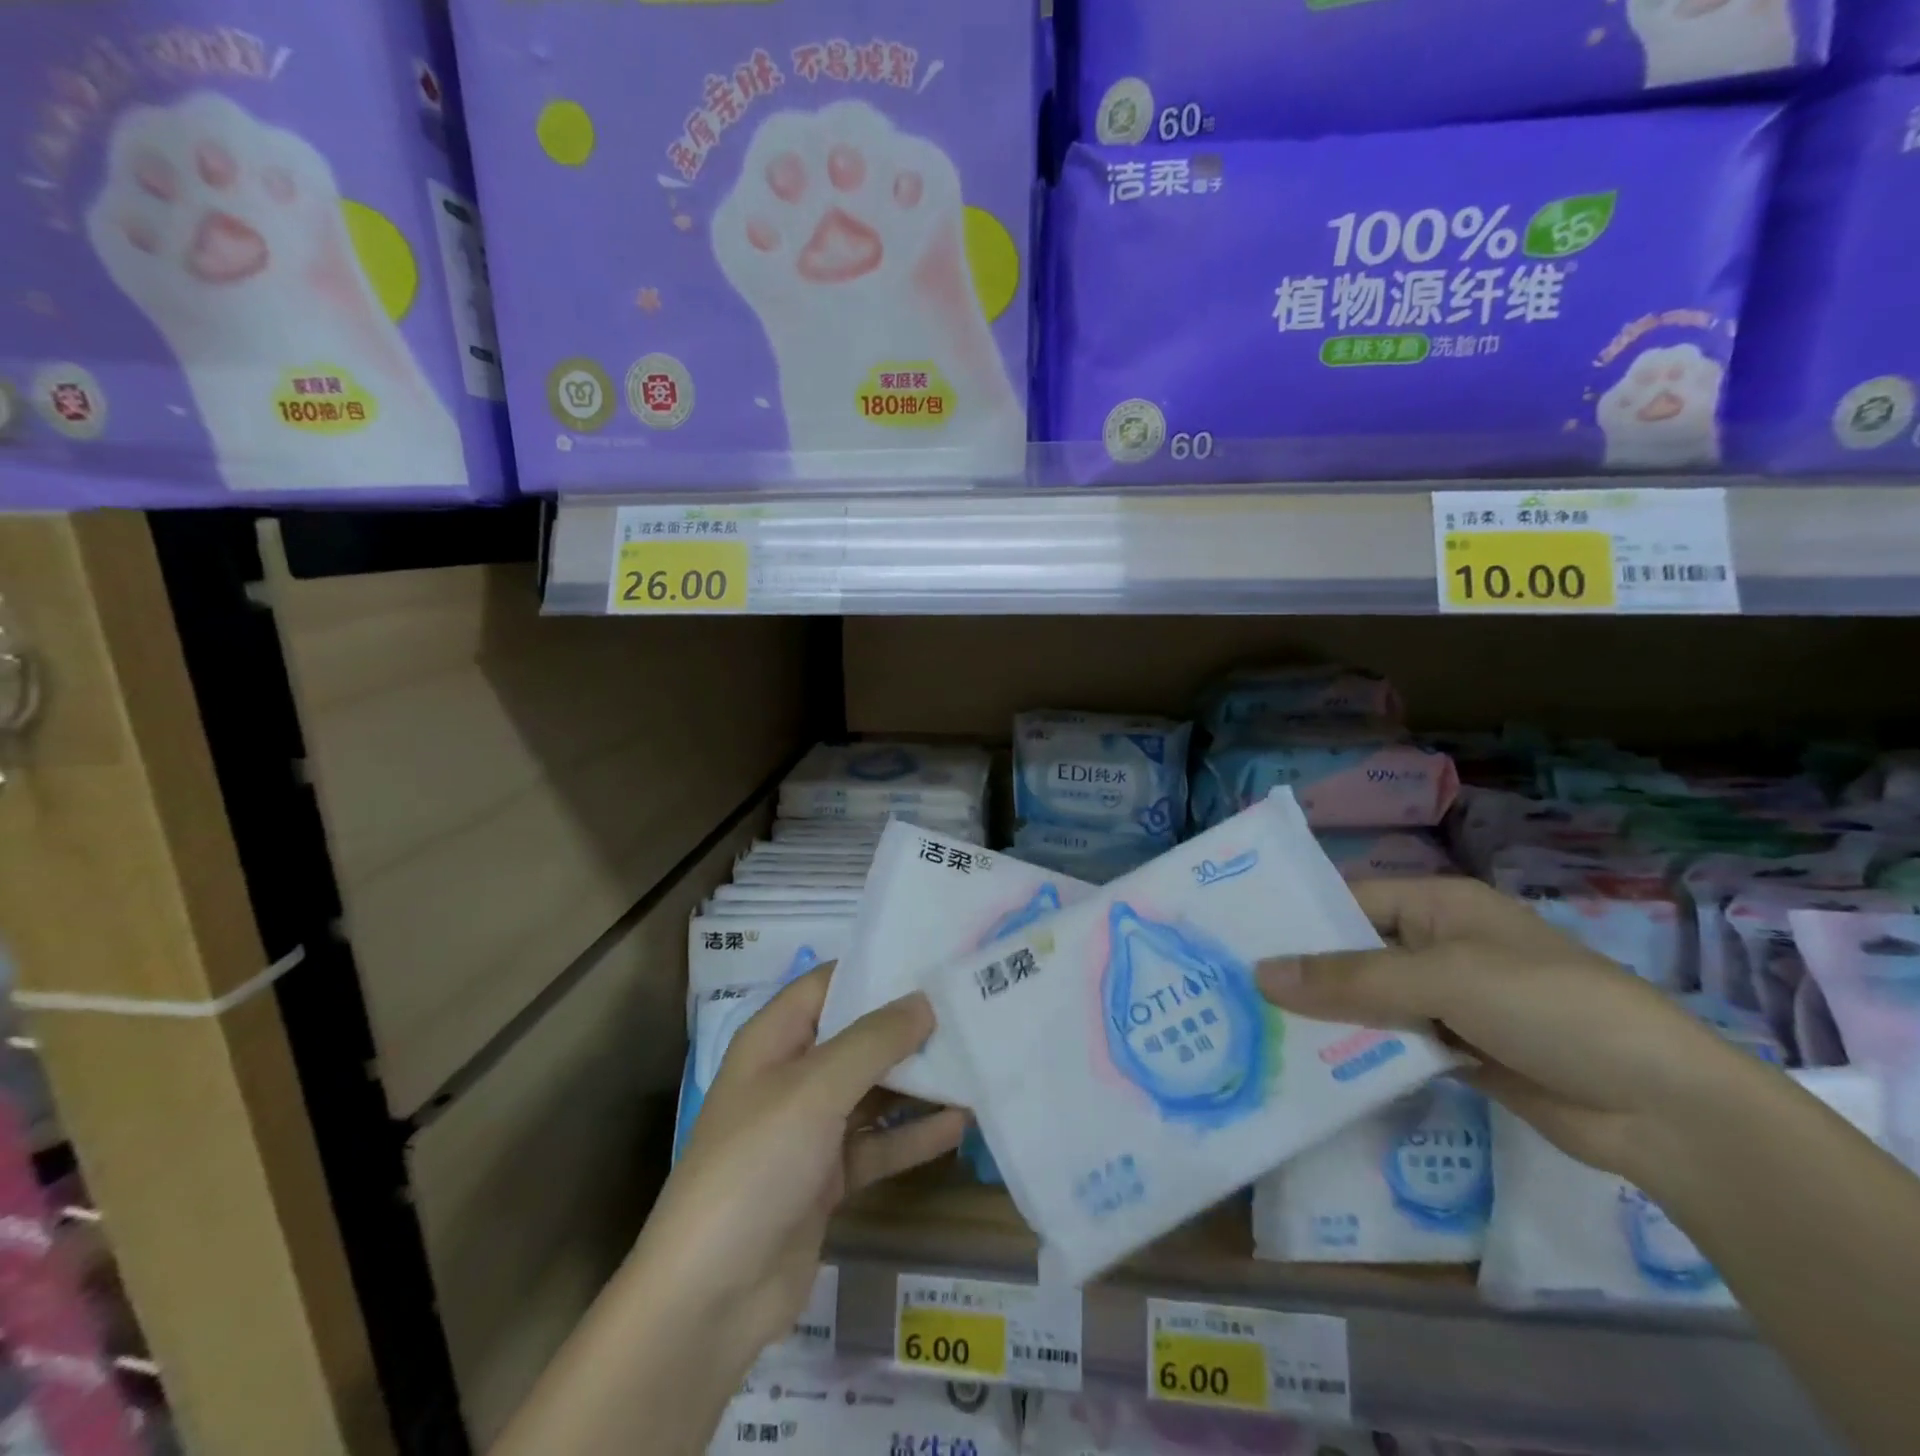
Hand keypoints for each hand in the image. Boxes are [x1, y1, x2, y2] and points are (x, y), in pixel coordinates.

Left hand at [638, 965, 966, 1363]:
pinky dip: (914, 1135)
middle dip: (909, 1026)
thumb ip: (874, 1041)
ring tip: (976, 1059)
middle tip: (969, 1007)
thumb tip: (924, 1000)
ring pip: (873, 1091)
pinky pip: (879, 1144)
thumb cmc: (756, 1164)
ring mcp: (810, 1129)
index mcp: (775, 1039)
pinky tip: (961, 1122)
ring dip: (919, 1080)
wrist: (712, 1297)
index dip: (876, 968)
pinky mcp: (828, 1177)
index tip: (933, 959)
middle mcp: (792, 1076)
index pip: (829, 984)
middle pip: (858, 1036)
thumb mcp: (815, 1089)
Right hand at [1255, 877, 1757, 1181]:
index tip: (1238, 942)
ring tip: (1256, 1029)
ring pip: (1371, 1002)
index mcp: (1440, 907)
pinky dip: (1361, 1052)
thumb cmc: (1550, 1008)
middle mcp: (1440, 946)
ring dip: (1329, 1017)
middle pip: (1356, 953)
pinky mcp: (1460, 1051)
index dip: (1298, 920)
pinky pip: (1394, 1043)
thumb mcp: (1444, 979)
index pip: (1351, 902)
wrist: (1667, 1110)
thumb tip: (1260, 974)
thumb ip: (1351, 978)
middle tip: (1234, 990)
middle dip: (1305, 973)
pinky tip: (1313, 1065)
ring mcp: (1451, 1001)